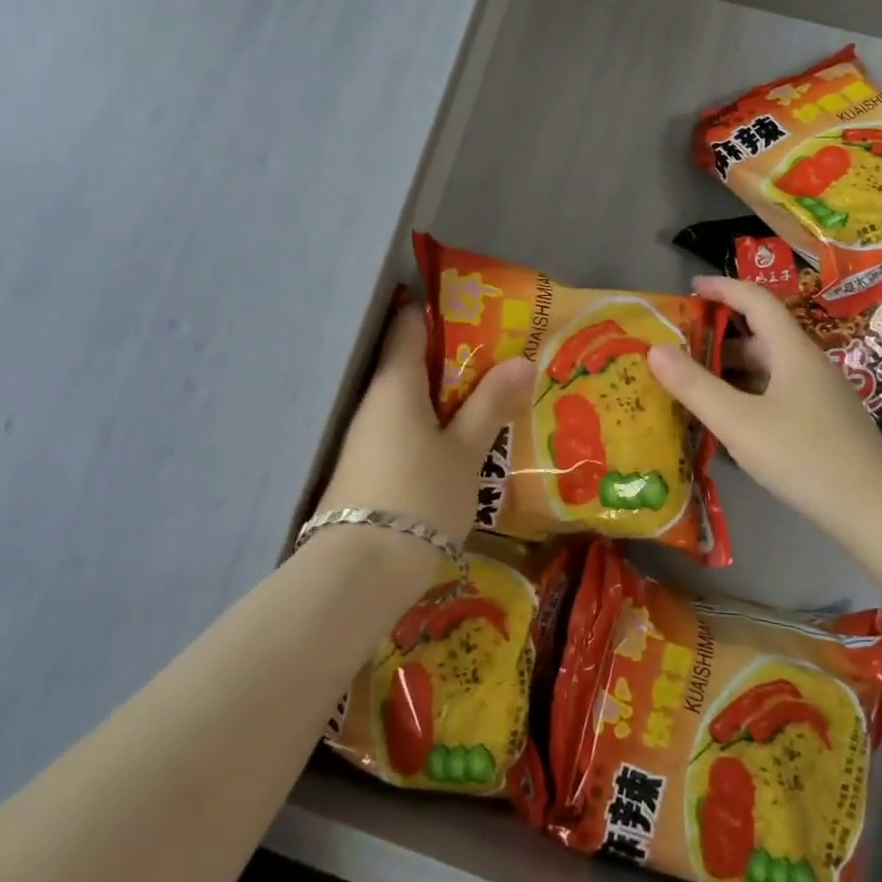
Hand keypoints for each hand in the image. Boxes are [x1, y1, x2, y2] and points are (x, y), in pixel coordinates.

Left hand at [318, 303, 532, 545]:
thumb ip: (490, 404)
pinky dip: (431, 424)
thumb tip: (521, 360)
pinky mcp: (366, 465)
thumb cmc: (419, 495)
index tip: (478, 309)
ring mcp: (366, 435)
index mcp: (396, 383)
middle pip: (412, 361)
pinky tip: (459, 440)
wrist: (360, 572)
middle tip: (500, 356)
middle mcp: (374, 400)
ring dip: (445, 395)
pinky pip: (403, 427)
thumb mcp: (465, 451)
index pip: (410, 324)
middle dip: (454, 357)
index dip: (440, 310)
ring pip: (410, 399)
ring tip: (489, 397)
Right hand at [647, 275, 881, 527]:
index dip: (723, 288)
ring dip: (731, 368)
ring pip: (769, 368)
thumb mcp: (738, 422)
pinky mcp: (824, 423)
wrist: (876, 511)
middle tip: (680, 344)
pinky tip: (729, 420)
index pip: (756, 301)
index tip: (690, 288)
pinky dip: (747, 394)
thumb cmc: (804, 456)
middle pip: (761, 335)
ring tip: (694, 382)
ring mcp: (820, 395)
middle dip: (719, 335)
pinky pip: (777, 393)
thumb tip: (654, 348)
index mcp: (792, 351)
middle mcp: (808, 365)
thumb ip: (694, 386)